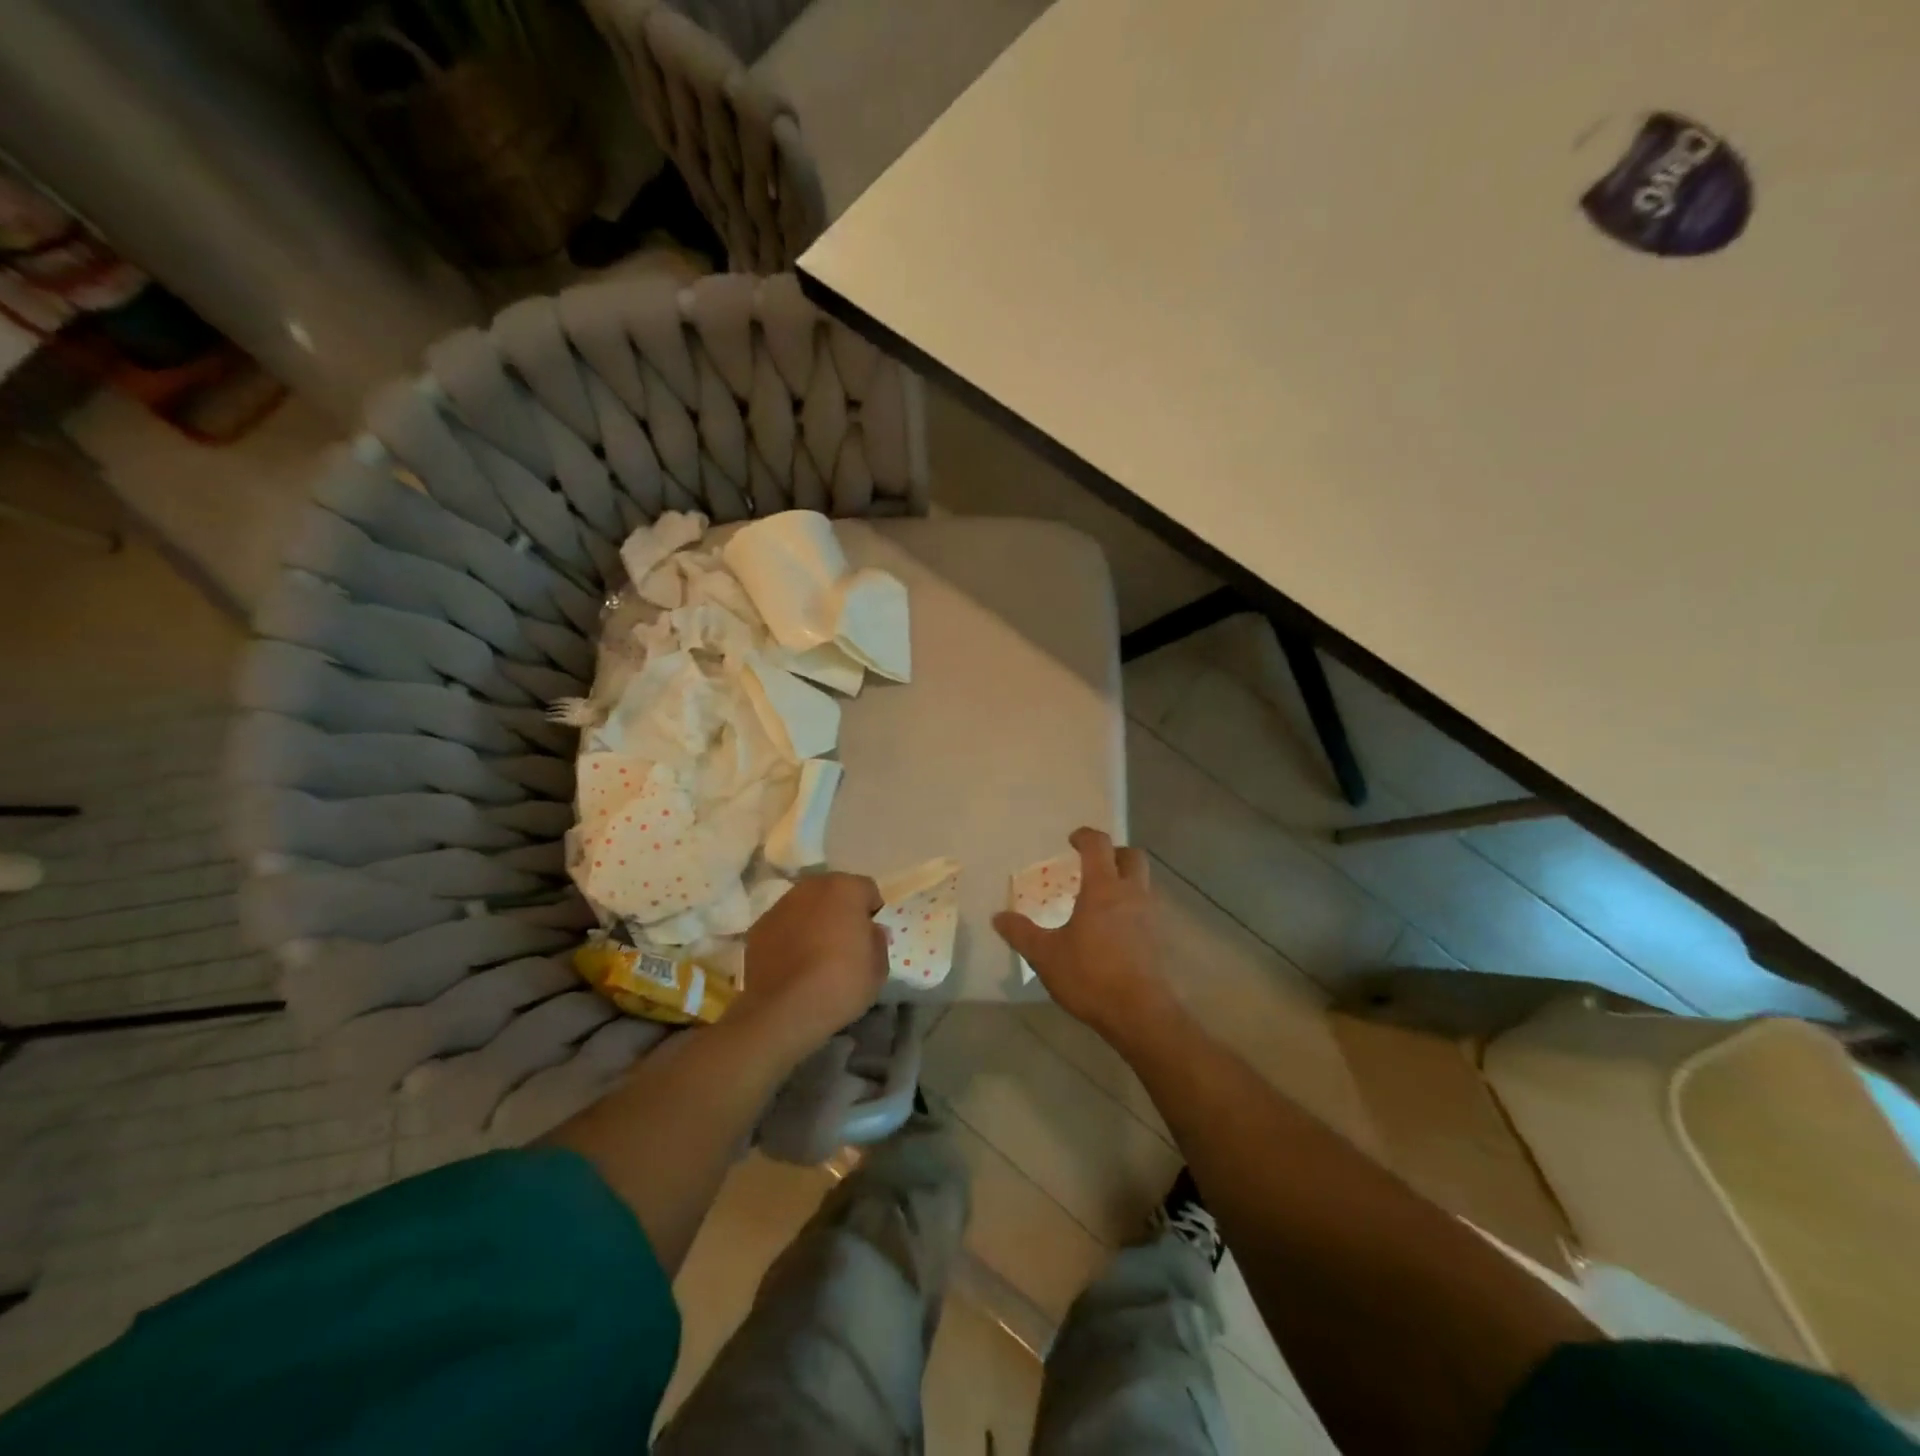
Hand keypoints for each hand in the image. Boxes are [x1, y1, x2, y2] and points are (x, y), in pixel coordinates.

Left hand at [733, 872, 887, 1062]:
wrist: (785, 1010)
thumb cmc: (841, 982)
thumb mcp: (878, 967)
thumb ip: (877, 940)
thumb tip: (870, 931)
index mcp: (845, 888)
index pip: (867, 890)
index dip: (872, 912)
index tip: (870, 937)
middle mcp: (811, 887)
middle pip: (833, 892)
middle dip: (840, 911)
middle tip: (844, 943)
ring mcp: (780, 906)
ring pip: (805, 906)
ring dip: (813, 921)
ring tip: (816, 955)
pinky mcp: (758, 928)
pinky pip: (783, 926)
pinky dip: (789, 937)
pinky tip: (793, 965)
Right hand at [993, 828, 1176, 1045]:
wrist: (1140, 1014)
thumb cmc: (1090, 976)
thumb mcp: (1045, 956)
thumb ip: (1021, 933)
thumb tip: (997, 917)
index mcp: (1103, 888)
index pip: (1098, 845)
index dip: (1085, 836)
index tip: (1072, 840)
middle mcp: (1131, 894)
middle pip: (1132, 856)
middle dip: (1114, 853)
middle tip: (1094, 865)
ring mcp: (1151, 916)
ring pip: (1144, 883)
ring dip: (1126, 881)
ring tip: (1102, 900)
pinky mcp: (1160, 939)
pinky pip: (1147, 909)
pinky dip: (1133, 908)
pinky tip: (1115, 930)